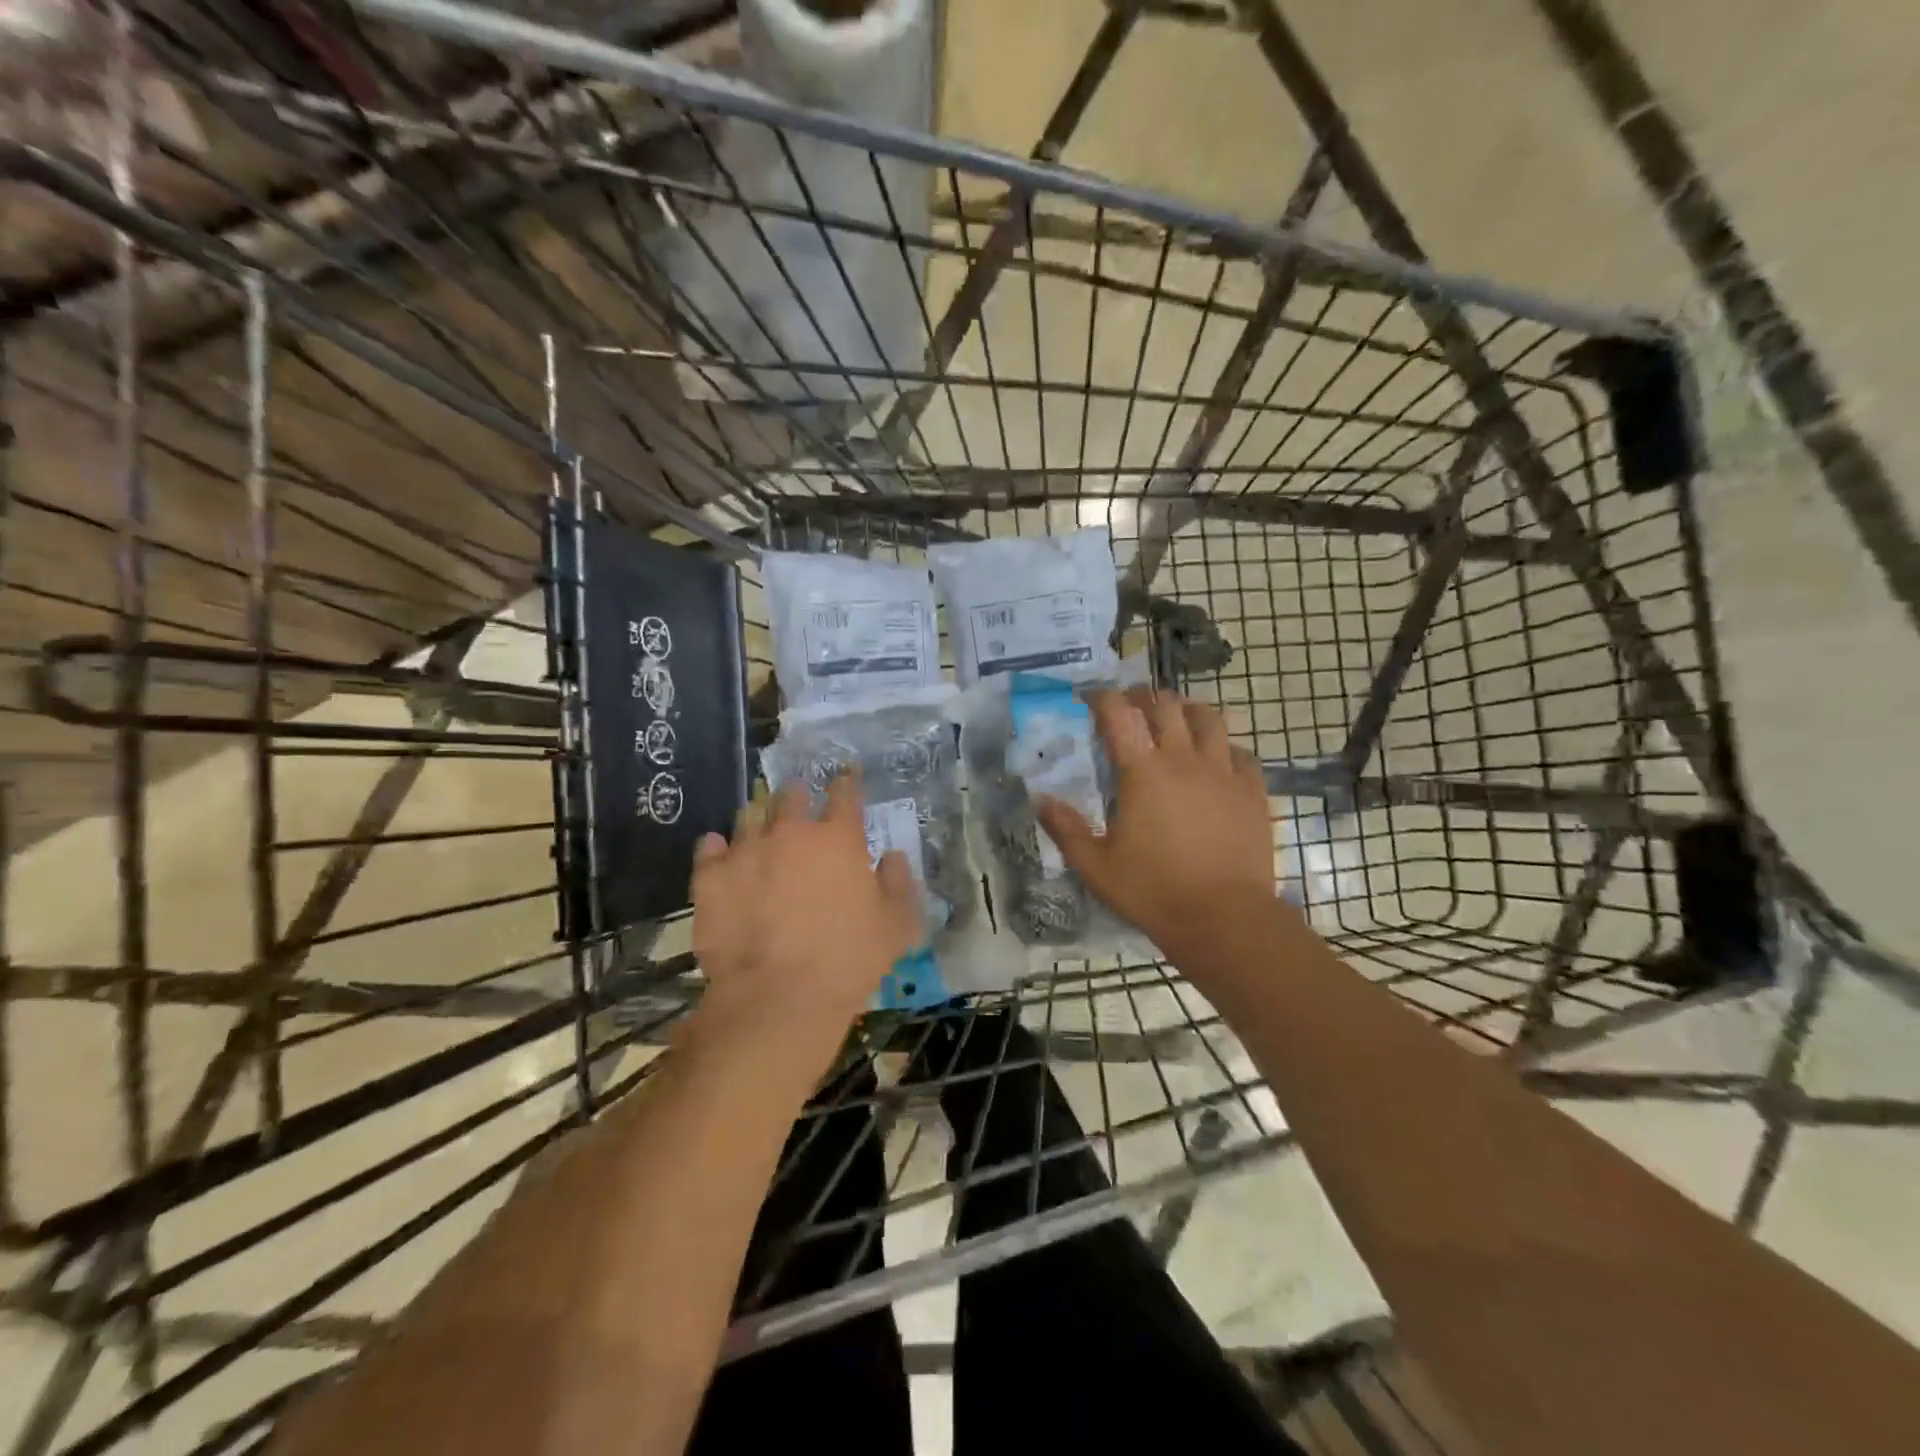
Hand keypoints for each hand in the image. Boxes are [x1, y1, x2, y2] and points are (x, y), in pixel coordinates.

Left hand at [690, 775, 920, 1045]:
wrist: (778, 997)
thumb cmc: (848, 959)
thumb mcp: (896, 926)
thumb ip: (899, 884)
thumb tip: (892, 857)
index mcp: (838, 838)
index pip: (845, 794)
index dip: (847, 782)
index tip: (847, 775)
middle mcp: (791, 833)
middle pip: (792, 796)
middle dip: (798, 795)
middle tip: (800, 802)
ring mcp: (746, 852)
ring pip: (749, 817)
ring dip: (758, 818)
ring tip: (760, 826)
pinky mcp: (710, 879)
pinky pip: (709, 850)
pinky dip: (716, 848)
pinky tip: (718, 851)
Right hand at [1035, 688, 1275, 947]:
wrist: (1224, 918)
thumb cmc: (1153, 891)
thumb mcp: (1095, 866)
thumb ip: (1065, 828)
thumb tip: (1040, 798)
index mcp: (1142, 772)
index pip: (1119, 714)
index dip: (1102, 698)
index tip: (1089, 698)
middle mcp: (1183, 760)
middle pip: (1164, 705)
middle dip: (1143, 696)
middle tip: (1130, 704)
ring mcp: (1223, 773)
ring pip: (1208, 718)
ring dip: (1187, 709)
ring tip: (1176, 717)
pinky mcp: (1252, 791)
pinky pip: (1240, 752)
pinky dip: (1223, 745)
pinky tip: (1216, 758)